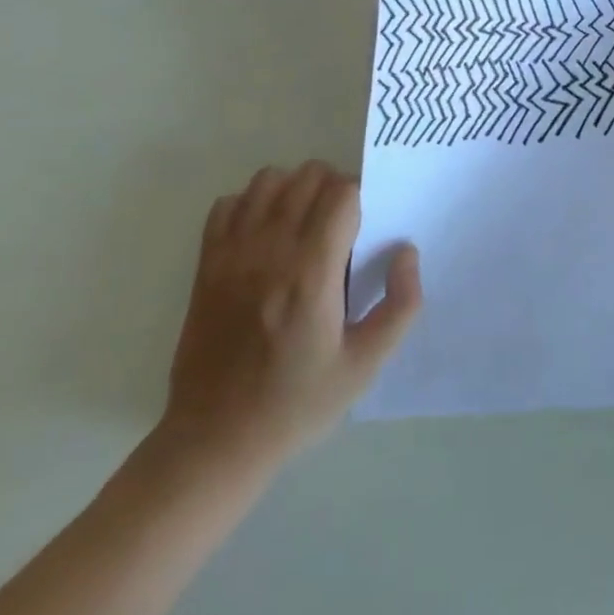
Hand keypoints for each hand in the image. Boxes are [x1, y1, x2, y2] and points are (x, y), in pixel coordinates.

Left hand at [154, 161, 420, 474]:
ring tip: (304, 224)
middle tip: (341, 225)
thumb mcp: (364, 367)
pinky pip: (228, 203)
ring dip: (294, 189)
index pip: (341, 192)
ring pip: (268, 178)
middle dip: (333, 187)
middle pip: (308, 175)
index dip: (361, 197)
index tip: (365, 225)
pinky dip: (251, 203)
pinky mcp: (206, 263)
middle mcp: (270, 250)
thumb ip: (399, 306)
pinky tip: (264, 235)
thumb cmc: (296, 403)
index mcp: (311, 272)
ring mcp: (232, 253)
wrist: (215, 439)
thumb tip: (407, 253)